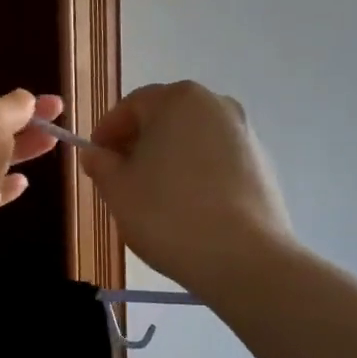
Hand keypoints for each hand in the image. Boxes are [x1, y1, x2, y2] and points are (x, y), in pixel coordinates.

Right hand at [80, 81, 292, 295]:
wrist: (244, 257)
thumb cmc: (167, 214)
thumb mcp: (118, 190)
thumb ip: (101, 164)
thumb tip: (96, 154)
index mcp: (177, 100)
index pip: (131, 106)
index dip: (106, 132)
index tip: (94, 159)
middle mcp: (216, 105)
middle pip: (164, 118)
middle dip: (138, 144)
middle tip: (119, 179)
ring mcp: (244, 134)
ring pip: (192, 140)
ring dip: (167, 159)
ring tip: (152, 197)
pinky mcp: (262, 164)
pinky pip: (216, 161)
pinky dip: (196, 174)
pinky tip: (186, 208)